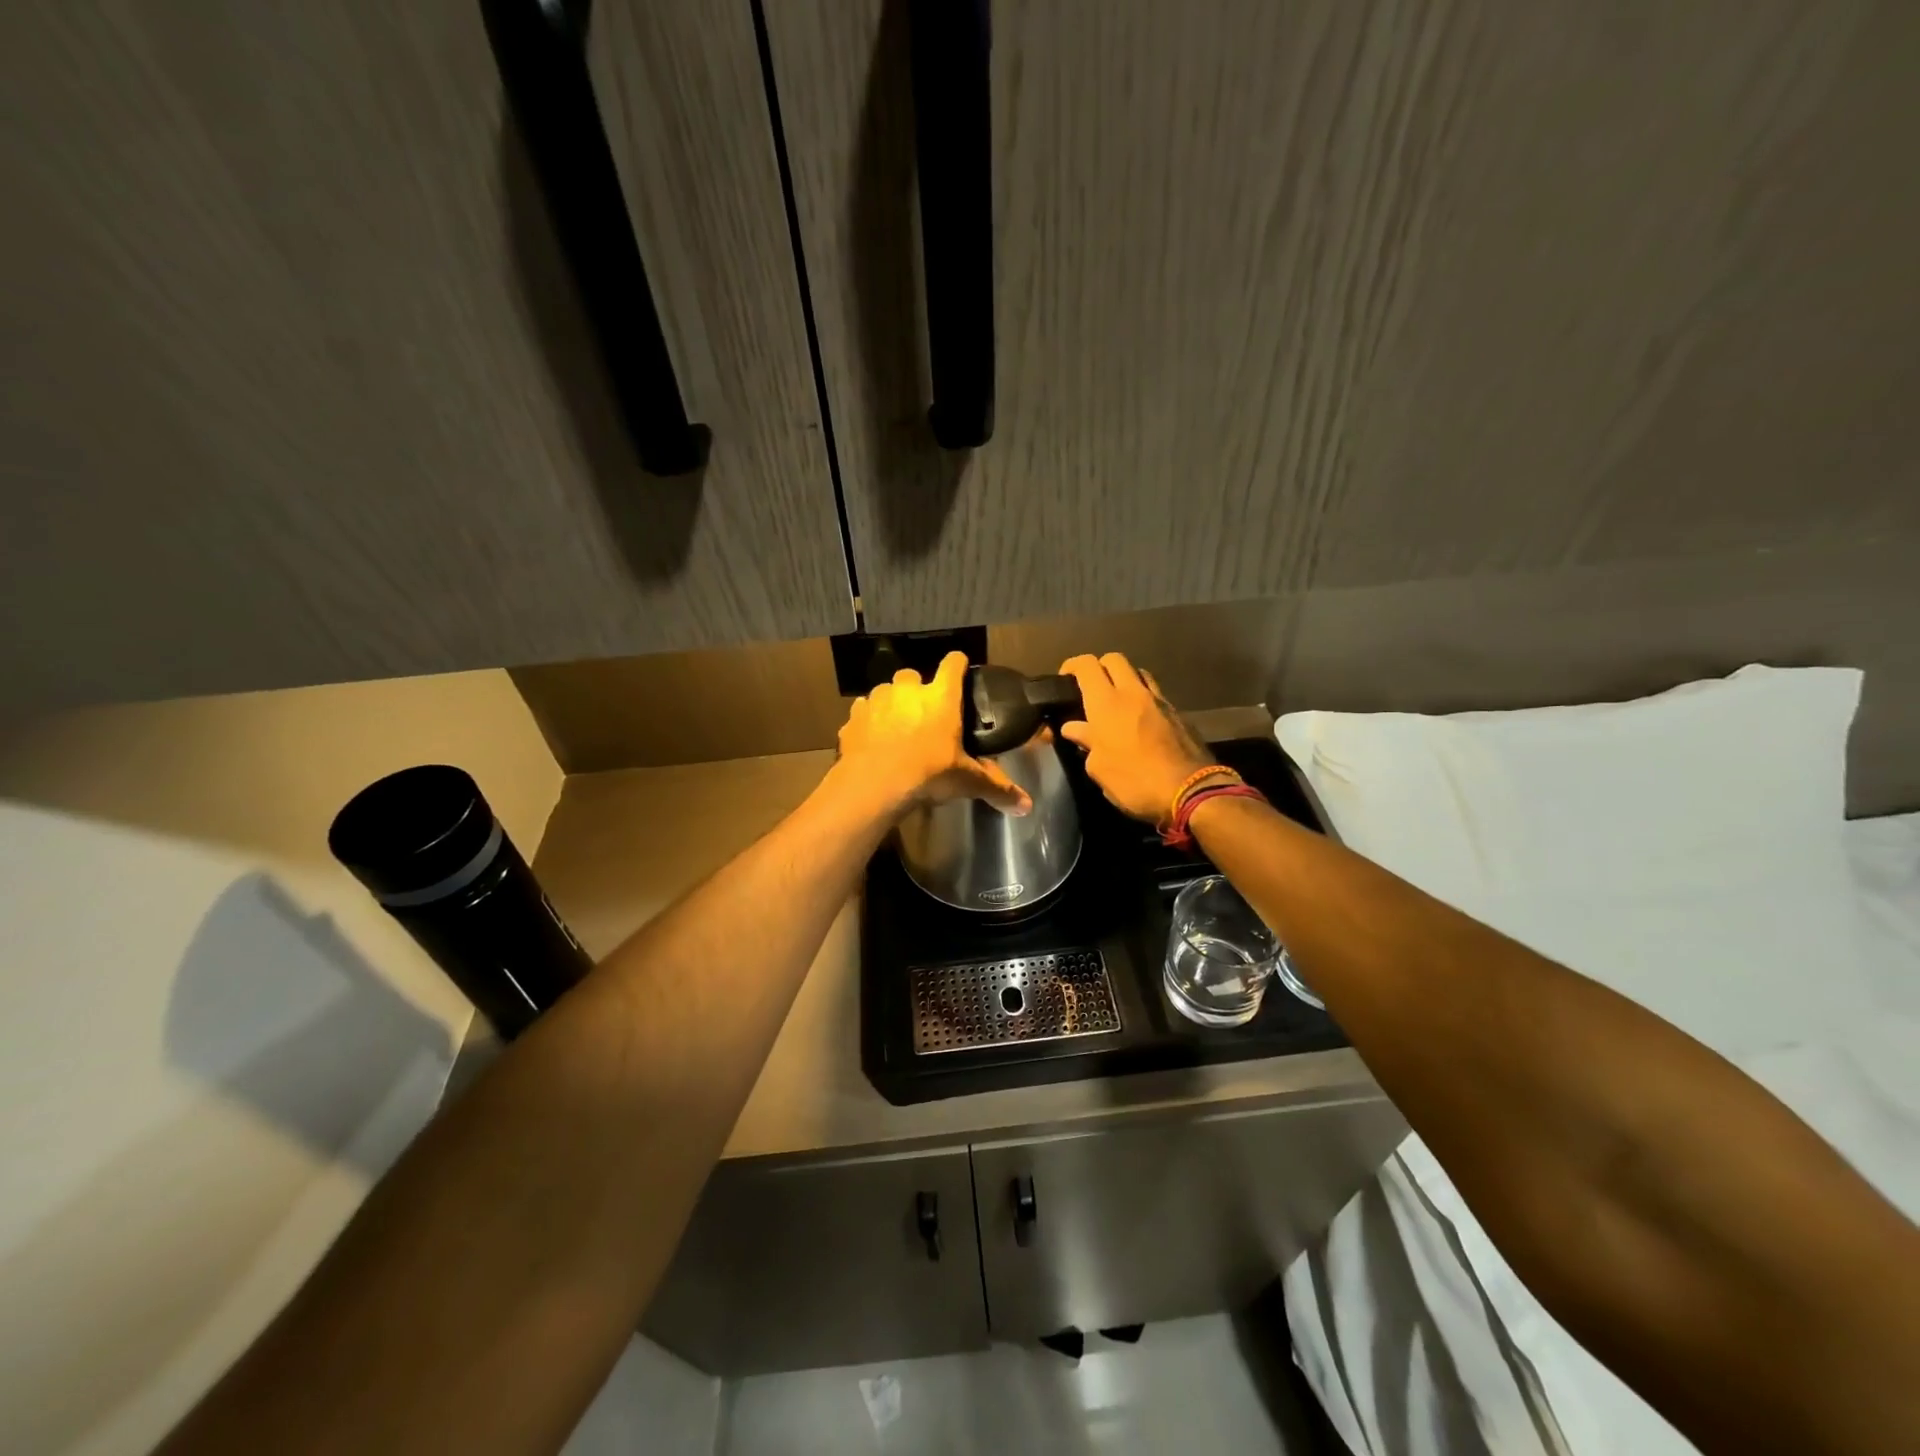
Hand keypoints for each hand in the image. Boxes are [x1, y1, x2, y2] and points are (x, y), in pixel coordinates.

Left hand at [835, 652, 1031, 817]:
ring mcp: (876, 701)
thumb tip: (1027, 806)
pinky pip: (862, 712)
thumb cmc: (927, 774)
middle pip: (913, 675)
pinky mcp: (853, 718)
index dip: (958, 665)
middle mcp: (908, 690)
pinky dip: (868, 722)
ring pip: (885, 691)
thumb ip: (997, 788)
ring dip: (891, 704)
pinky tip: (873, 740)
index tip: (961, 672)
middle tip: (925, 714)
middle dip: (918, 690)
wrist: (873, 786)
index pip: (953, 663)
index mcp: (941, 697)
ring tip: (897, 728)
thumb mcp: (967, 781)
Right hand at [1058, 653, 1214, 823]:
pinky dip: (1143, 698)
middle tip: (1090, 688)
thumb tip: (1073, 728)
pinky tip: (1140, 720)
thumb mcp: (1099, 768)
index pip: (1087, 665)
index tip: (1064, 680)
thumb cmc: (1134, 781)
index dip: (1072, 665)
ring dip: (1124, 680)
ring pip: (1138, 673)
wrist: (1190, 791)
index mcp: (1106, 703)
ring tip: (1117, 702)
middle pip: (1114, 659)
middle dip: (1099, 667)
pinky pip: (1155, 694)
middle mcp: (1133, 692)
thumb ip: (1085, 741)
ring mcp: (1159, 700)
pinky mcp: (1178, 713)